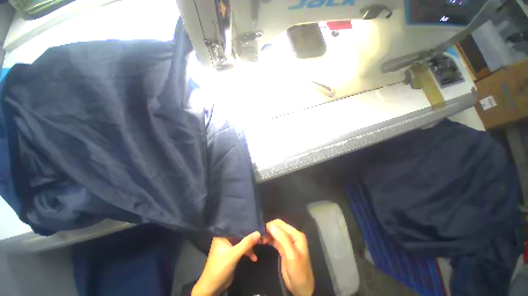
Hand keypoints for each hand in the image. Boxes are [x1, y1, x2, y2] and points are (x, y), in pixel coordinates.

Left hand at [192, 231, 260, 295]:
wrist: (213, 287)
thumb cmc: (220, 267)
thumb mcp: (234, 255)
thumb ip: (246, 243)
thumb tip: (258, 232)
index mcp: (222, 235)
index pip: (236, 226)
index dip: (247, 226)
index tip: (258, 225)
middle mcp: (225, 238)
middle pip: (240, 234)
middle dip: (250, 237)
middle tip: (262, 237)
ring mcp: (229, 246)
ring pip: (242, 242)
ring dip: (250, 246)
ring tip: (260, 246)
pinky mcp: (233, 254)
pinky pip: (242, 249)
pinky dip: (248, 252)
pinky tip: (254, 258)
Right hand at [265, 219, 313, 295]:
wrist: (302, 288)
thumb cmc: (298, 271)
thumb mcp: (291, 255)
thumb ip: (282, 239)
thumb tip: (271, 225)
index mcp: (296, 234)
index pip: (281, 224)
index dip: (270, 225)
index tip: (260, 230)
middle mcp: (292, 236)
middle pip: (278, 227)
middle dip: (268, 229)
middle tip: (258, 235)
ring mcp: (288, 242)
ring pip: (275, 233)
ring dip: (268, 234)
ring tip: (259, 239)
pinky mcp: (283, 249)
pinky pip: (275, 240)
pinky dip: (269, 239)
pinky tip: (263, 242)